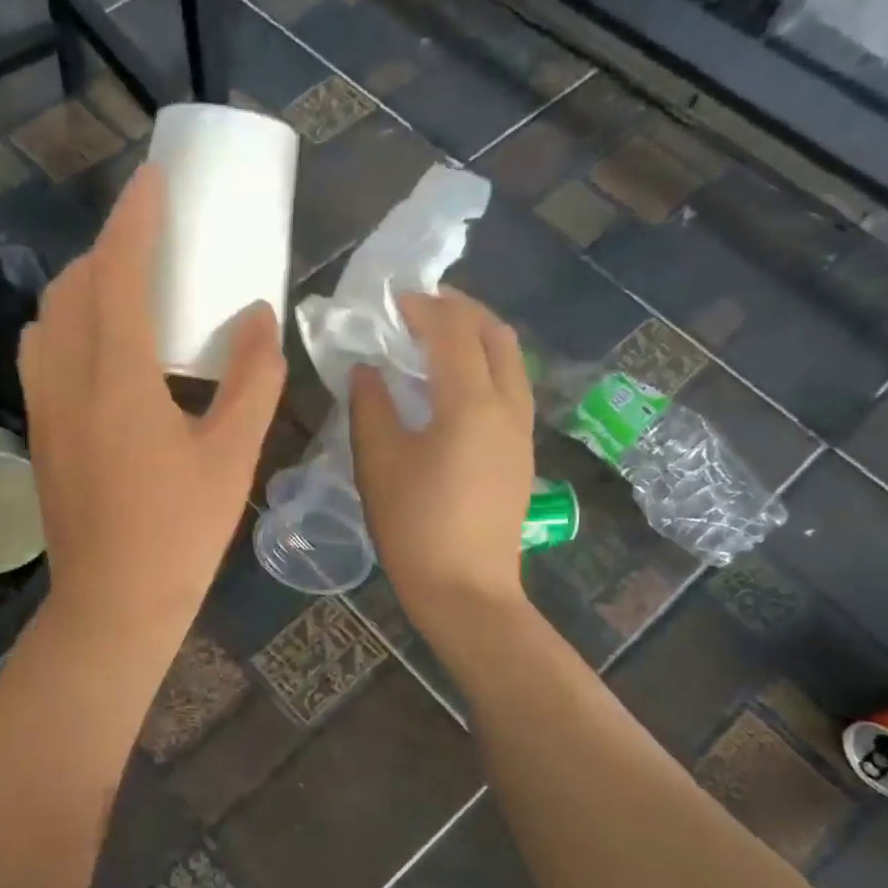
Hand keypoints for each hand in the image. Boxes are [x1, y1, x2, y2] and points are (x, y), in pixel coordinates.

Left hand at [19, 164, 285, 643]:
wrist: (113, 604)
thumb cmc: (179, 534)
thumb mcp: (232, 455)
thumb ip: (252, 378)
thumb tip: (259, 315)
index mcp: (117, 377)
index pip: (119, 270)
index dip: (136, 217)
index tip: (156, 180)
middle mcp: (66, 378)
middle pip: (75, 284)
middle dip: (111, 247)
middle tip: (154, 241)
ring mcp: (42, 406)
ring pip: (49, 316)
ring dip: (83, 285)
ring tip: (126, 289)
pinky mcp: (37, 431)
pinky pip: (41, 353)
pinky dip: (66, 325)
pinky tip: (100, 349)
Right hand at [349, 289, 533, 629]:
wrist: (466, 589)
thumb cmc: (415, 525)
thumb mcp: (379, 461)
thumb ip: (370, 406)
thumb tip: (366, 369)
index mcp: (471, 403)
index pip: (452, 333)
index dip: (423, 308)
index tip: (393, 299)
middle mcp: (507, 406)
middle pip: (496, 336)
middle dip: (462, 310)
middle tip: (423, 305)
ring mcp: (520, 431)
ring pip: (510, 362)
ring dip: (477, 337)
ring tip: (438, 336)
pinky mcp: (520, 454)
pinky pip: (509, 388)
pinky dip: (484, 366)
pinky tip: (453, 384)